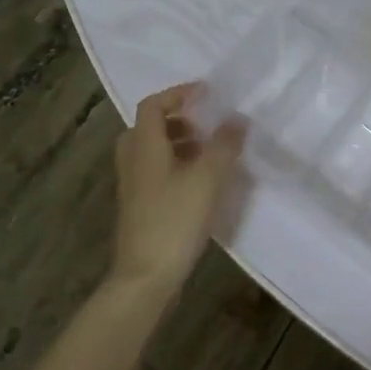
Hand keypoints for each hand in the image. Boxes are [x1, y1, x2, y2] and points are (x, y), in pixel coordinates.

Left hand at [110, 83, 246, 290]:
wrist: (147, 275)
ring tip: (211, 153)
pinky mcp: (140, 207)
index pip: (153, 105)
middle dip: (180, 120)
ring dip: (180, 144)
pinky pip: (157, 172)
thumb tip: (237, 119)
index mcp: (144, 146)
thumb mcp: (208, 178)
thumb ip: (224, 145)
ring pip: (153, 152)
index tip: (207, 94)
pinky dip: (177, 166)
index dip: (178, 94)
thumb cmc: (175, 219)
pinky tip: (202, 183)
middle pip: (150, 127)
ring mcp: (133, 186)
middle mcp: (133, 160)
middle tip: (208, 125)